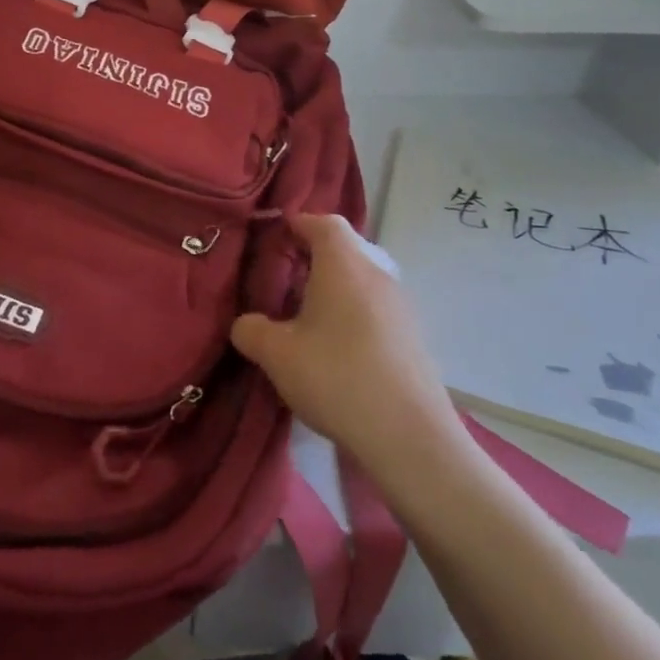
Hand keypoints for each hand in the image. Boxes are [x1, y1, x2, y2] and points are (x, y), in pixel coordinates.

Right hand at [231, 215, 468, 489]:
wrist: (409, 437)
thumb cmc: (336, 377)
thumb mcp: (275, 354)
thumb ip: (251, 329)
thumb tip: (246, 324)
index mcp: (345, 265)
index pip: (323, 222)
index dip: (297, 222)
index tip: (274, 236)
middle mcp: (378, 275)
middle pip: (346, 248)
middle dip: (314, 255)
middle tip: (283, 275)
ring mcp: (402, 307)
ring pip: (362, 278)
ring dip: (335, 286)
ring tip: (305, 313)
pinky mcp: (413, 337)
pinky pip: (376, 307)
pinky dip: (353, 311)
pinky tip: (335, 346)